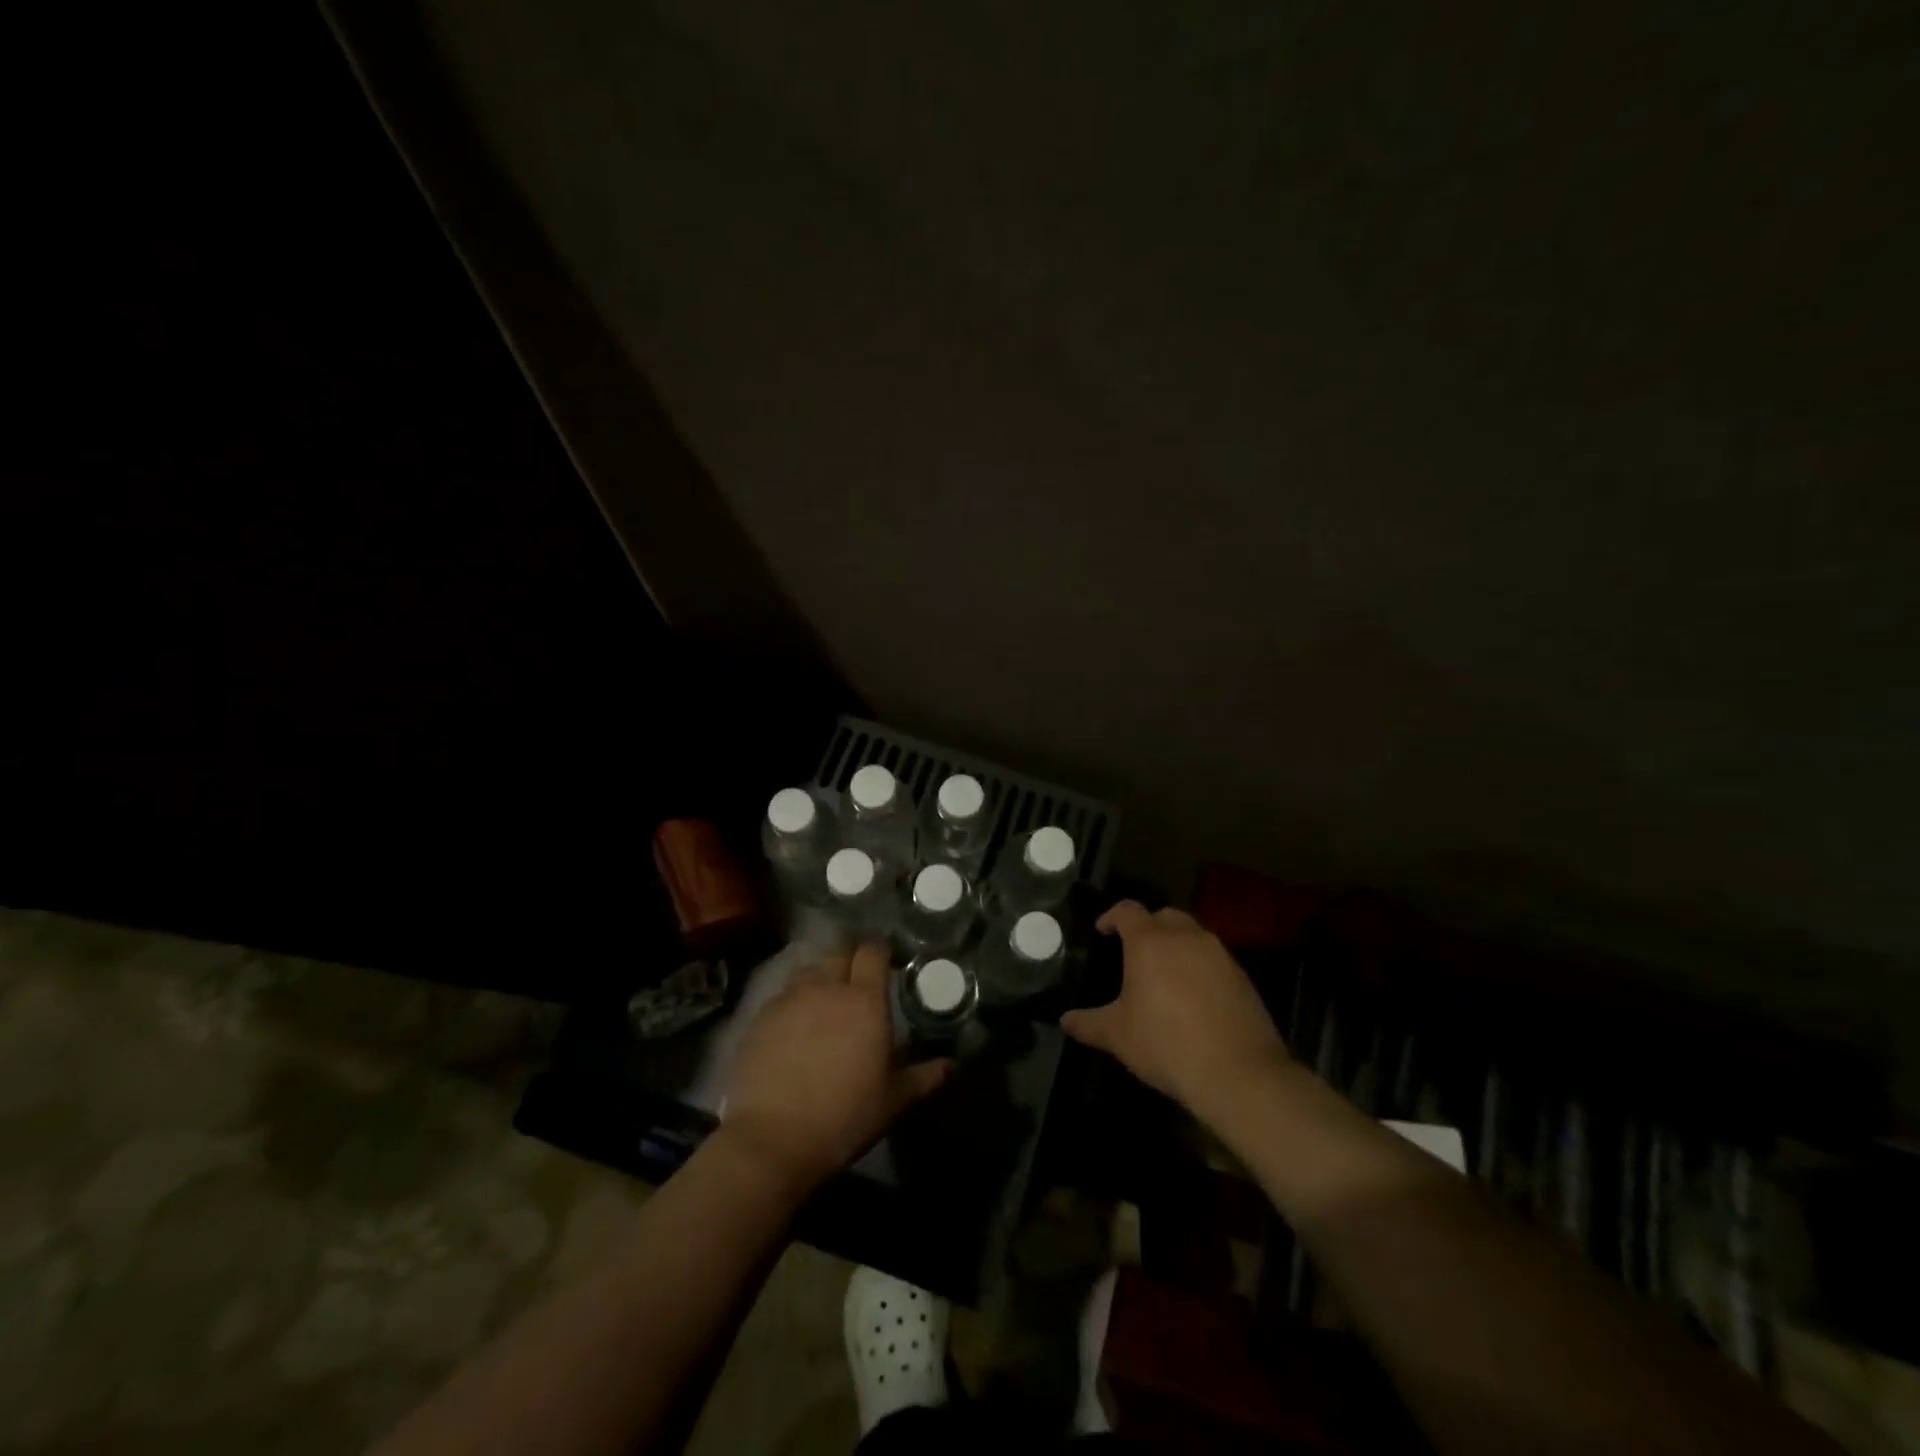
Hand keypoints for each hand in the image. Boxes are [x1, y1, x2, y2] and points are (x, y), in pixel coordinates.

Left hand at [723, 943, 949, 1189]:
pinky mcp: (759, 1017)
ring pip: (809, 970)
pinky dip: (794, 1000)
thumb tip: (950, 1066)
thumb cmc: (843, 1117)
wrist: (771, 1140)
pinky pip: (783, 995)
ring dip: (822, 976)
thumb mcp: (892, 1101)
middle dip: (851, 958)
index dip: (881, 950)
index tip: (888, 961)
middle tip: (859, 980)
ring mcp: (788, 999)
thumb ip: (922, 1077)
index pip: (873, 951)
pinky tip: (796, 1026)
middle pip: (839, 951)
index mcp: (864, 1000)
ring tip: (827, 1000)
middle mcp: (826, 987)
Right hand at [1061, 901, 1289, 1117]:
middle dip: (1148, 926)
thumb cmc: (1166, 1044)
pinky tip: (1193, 997)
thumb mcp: (1118, 1036)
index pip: (1128, 910)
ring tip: (1164, 973)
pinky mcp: (1242, 977)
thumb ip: (1088, 1023)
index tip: (1102, 930)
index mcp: (1150, 942)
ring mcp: (1219, 955)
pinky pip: (1214, 959)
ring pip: (1193, 935)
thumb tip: (1065, 1020)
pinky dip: (1200, 967)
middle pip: (1164, 916)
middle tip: (1135, 950)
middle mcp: (1186, 937)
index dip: (1112, 916)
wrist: (1238, 1073)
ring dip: (1177, 945)